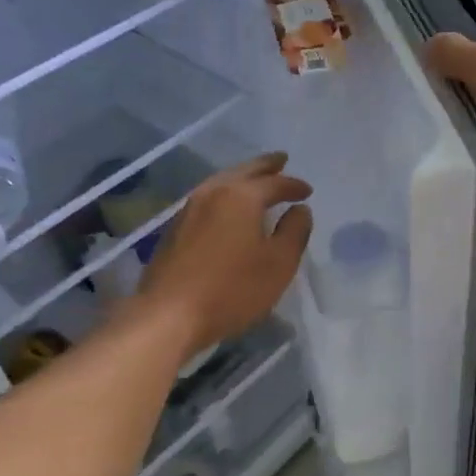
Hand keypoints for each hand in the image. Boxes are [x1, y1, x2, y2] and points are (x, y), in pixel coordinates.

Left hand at [139, 153, 311, 357]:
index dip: (293, 185)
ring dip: (242, 178)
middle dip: (265, 166)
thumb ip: (294, 232)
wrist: (168, 315)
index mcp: (240, 196)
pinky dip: (225, 195)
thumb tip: (300, 210)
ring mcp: (188, 209)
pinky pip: (207, 199)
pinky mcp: (174, 229)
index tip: (307, 191)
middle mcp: (212, 193)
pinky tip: (228, 207)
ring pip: (221, 182)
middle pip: (243, 172)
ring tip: (256, 180)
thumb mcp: (278, 264)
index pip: (274, 183)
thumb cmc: (231, 289)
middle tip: (280, 160)